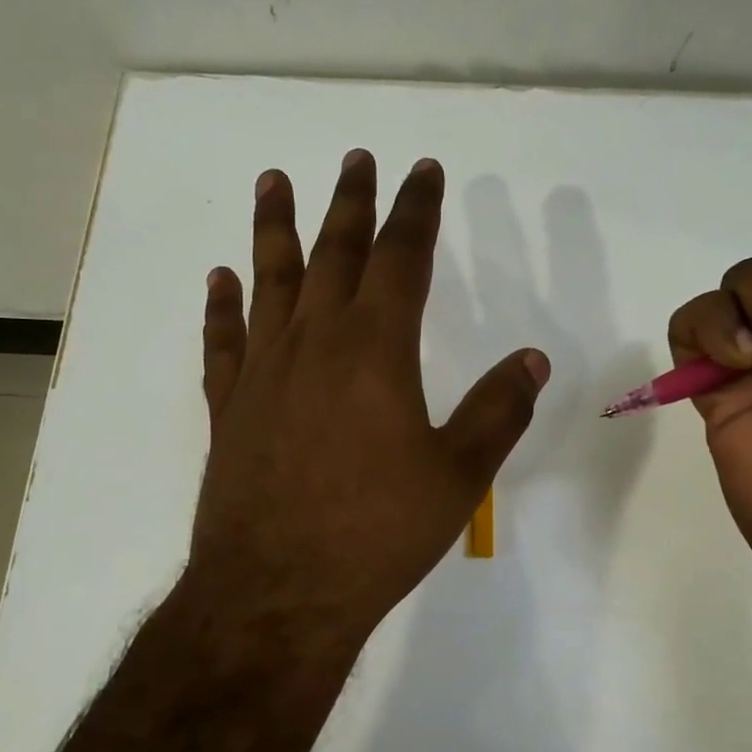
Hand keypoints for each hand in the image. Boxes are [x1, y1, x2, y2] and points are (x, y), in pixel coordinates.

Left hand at [186, 149, 550, 646]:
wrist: (279, 593)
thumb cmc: (377, 533)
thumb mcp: (458, 477)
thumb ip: (496, 411)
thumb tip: (531, 359)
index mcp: (375, 350)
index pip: (402, 258)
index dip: (415, 210)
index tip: (423, 171)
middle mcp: (315, 344)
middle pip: (334, 253)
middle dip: (351, 202)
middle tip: (357, 158)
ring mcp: (264, 373)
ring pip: (269, 281)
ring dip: (274, 228)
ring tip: (274, 180)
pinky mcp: (230, 409)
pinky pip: (223, 341)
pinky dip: (221, 306)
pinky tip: (220, 278)